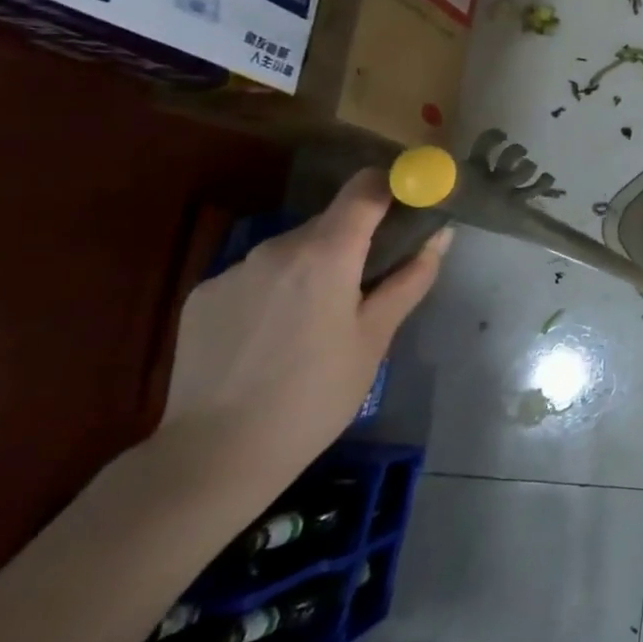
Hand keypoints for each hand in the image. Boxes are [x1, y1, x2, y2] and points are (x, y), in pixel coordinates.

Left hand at [160, 169, 449, 490]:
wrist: (216, 455)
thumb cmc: (316, 395)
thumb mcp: (376, 337)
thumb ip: (411, 278)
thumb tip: (441, 235)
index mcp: (326, 254)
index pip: (365, 188)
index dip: (393, 186)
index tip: (412, 204)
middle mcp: (275, 249)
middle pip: (330, 222)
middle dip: (356, 241)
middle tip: (371, 284)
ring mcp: (232, 271)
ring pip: (292, 251)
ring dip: (315, 267)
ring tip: (318, 322)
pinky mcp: (201, 296)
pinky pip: (256, 275)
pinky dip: (276, 290)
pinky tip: (273, 338)